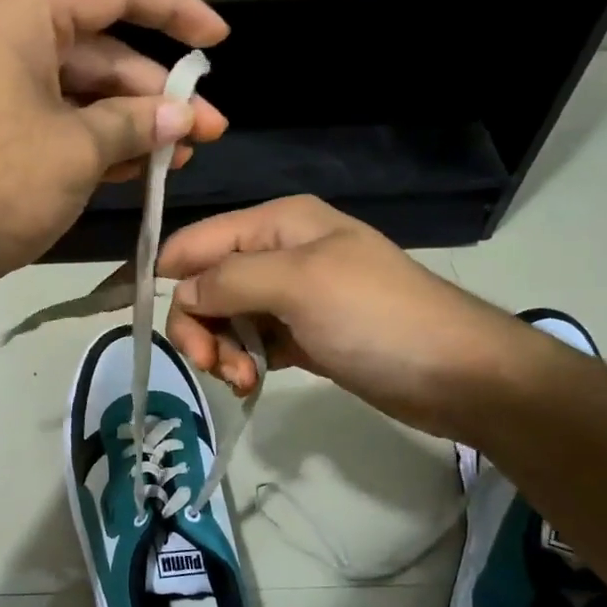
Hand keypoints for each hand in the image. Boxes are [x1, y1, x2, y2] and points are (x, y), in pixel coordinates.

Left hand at [0, 0, 228, 295]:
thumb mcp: (76, 151)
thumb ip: (134, 125)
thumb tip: (180, 117)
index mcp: (25, 17)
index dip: (174, 11)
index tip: (219, 41)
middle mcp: (11, 41)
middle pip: (103, 51)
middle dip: (157, 93)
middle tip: (206, 131)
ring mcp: (1, 89)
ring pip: (84, 94)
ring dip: (132, 124)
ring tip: (180, 156)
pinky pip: (59, 124)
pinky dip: (97, 144)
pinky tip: (136, 169)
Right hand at [160, 196, 536, 438]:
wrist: (458, 375)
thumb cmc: (377, 317)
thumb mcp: (299, 284)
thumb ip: (230, 279)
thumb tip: (181, 290)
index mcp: (277, 224)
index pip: (197, 241)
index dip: (168, 276)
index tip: (148, 322)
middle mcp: (278, 253)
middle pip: (205, 283)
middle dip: (199, 324)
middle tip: (213, 365)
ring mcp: (291, 296)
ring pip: (224, 317)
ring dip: (220, 349)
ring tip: (243, 379)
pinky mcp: (302, 334)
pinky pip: (250, 342)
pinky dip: (242, 361)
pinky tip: (253, 381)